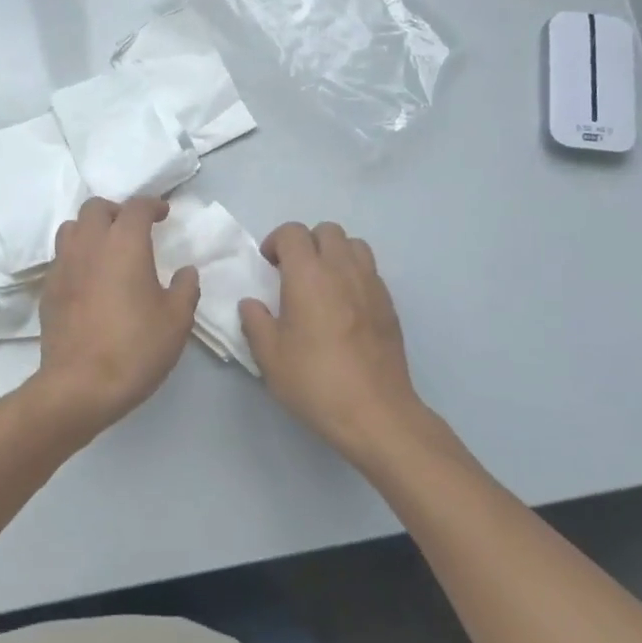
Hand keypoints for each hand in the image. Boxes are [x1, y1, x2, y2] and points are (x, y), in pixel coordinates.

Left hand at [33, 197, 200, 440]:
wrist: (80, 385)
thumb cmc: (135, 347)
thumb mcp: (176, 320)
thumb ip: (185, 288)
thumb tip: (186, 271)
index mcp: (124, 243)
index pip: (137, 207)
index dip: (152, 205)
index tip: (164, 213)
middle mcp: (89, 244)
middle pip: (96, 208)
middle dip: (117, 211)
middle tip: (133, 229)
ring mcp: (63, 265)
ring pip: (72, 228)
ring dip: (91, 229)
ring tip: (107, 249)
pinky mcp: (48, 288)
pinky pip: (61, 257)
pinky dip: (77, 256)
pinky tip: (90, 279)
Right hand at [239, 222, 432, 463]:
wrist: (375, 412)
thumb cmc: (315, 381)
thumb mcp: (269, 356)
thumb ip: (255, 321)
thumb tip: (252, 304)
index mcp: (308, 275)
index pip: (292, 233)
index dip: (276, 242)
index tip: (268, 267)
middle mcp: (342, 269)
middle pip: (327, 230)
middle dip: (306, 243)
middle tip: (293, 273)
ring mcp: (371, 284)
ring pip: (354, 245)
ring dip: (334, 254)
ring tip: (322, 284)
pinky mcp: (389, 304)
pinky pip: (370, 271)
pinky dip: (354, 275)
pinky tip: (344, 307)